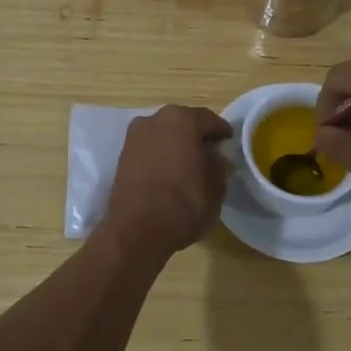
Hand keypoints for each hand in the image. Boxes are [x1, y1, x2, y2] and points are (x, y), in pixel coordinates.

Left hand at [100, 105, 232, 258]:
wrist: (135, 231)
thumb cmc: (184, 203)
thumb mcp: (216, 186)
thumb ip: (219, 165)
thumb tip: (216, 158)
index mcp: (182, 119)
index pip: (209, 120)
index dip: (222, 133)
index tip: (229, 145)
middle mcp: (155, 119)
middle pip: (183, 124)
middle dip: (196, 137)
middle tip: (210, 156)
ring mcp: (134, 137)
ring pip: (164, 136)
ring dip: (176, 147)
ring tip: (188, 168)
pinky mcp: (121, 157)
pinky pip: (149, 150)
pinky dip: (160, 158)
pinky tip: (169, 175)